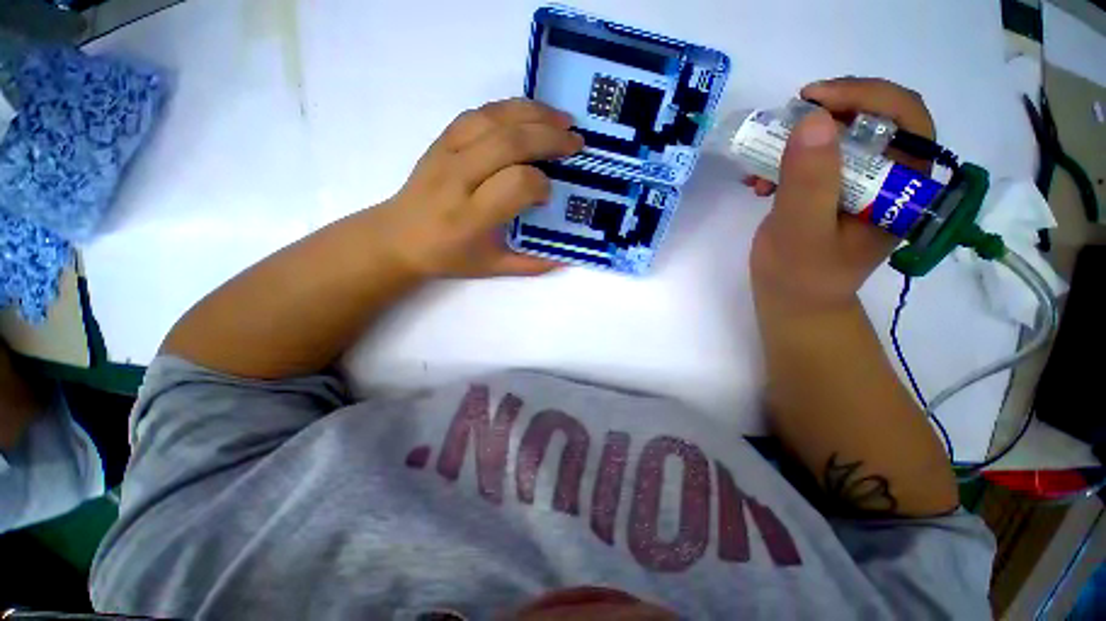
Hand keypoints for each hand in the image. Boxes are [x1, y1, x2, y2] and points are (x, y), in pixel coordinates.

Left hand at [376, 98, 583, 278]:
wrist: (398, 237)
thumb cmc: (448, 256)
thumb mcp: (491, 268)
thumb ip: (530, 264)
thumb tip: (565, 257)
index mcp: (470, 216)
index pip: (516, 184)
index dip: (541, 184)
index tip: (549, 194)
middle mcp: (457, 179)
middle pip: (509, 143)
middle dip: (549, 138)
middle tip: (576, 142)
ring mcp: (445, 153)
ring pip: (494, 119)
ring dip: (534, 114)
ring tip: (562, 120)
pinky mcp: (440, 139)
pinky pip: (479, 113)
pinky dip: (509, 108)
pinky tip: (530, 114)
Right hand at [748, 77, 935, 309]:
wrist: (790, 300)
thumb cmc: (799, 277)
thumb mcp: (801, 232)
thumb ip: (810, 182)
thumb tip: (814, 119)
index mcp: (904, 189)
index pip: (906, 119)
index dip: (865, 96)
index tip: (812, 99)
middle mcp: (891, 178)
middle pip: (873, 119)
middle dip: (825, 115)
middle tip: (784, 122)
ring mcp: (861, 183)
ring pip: (841, 135)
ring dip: (797, 140)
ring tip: (760, 162)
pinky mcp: (834, 188)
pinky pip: (816, 157)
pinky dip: (785, 159)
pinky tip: (759, 179)